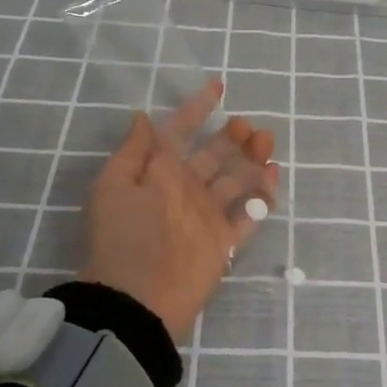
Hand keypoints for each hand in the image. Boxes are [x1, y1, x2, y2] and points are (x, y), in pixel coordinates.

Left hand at [80, 80, 278, 342]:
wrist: (136, 300)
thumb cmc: (123, 236)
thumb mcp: (114, 185)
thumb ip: (134, 151)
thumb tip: (143, 116)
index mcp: (158, 173)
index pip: (179, 132)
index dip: (196, 109)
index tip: (218, 86)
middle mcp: (185, 190)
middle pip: (214, 155)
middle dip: (231, 136)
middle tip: (246, 125)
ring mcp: (206, 215)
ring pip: (235, 179)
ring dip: (251, 158)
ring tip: (265, 142)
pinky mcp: (223, 241)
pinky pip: (248, 213)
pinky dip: (262, 195)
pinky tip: (272, 175)